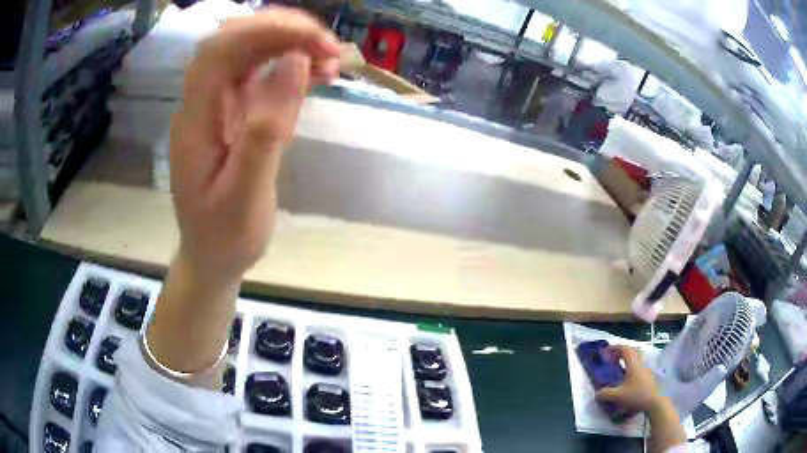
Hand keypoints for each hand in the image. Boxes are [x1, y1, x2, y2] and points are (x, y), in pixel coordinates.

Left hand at [169, 8, 339, 282]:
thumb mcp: (246, 195)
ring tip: (330, 60)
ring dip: (290, 44)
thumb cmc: (225, 236)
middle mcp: (201, 102)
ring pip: (248, 50)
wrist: (211, 256)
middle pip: (234, 40)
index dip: (266, 30)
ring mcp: (216, 104)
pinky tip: (317, 73)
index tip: (315, 39)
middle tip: (329, 47)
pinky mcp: (232, 111)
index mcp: (195, 120)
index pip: (221, 49)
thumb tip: (296, 62)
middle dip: (283, 31)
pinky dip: (290, 63)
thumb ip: (266, 130)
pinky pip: (259, 71)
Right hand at [595, 345, 660, 412]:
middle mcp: (640, 363)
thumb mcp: (618, 396)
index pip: (624, 349)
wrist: (654, 401)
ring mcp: (646, 369)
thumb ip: (606, 394)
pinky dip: (632, 366)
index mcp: (633, 364)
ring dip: (628, 358)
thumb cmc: (636, 395)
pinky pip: (639, 365)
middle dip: (621, 351)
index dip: (615, 348)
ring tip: (619, 367)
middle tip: (612, 357)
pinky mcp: (649, 375)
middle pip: (632, 350)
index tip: (606, 351)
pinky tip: (628, 377)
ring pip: (637, 357)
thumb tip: (596, 393)